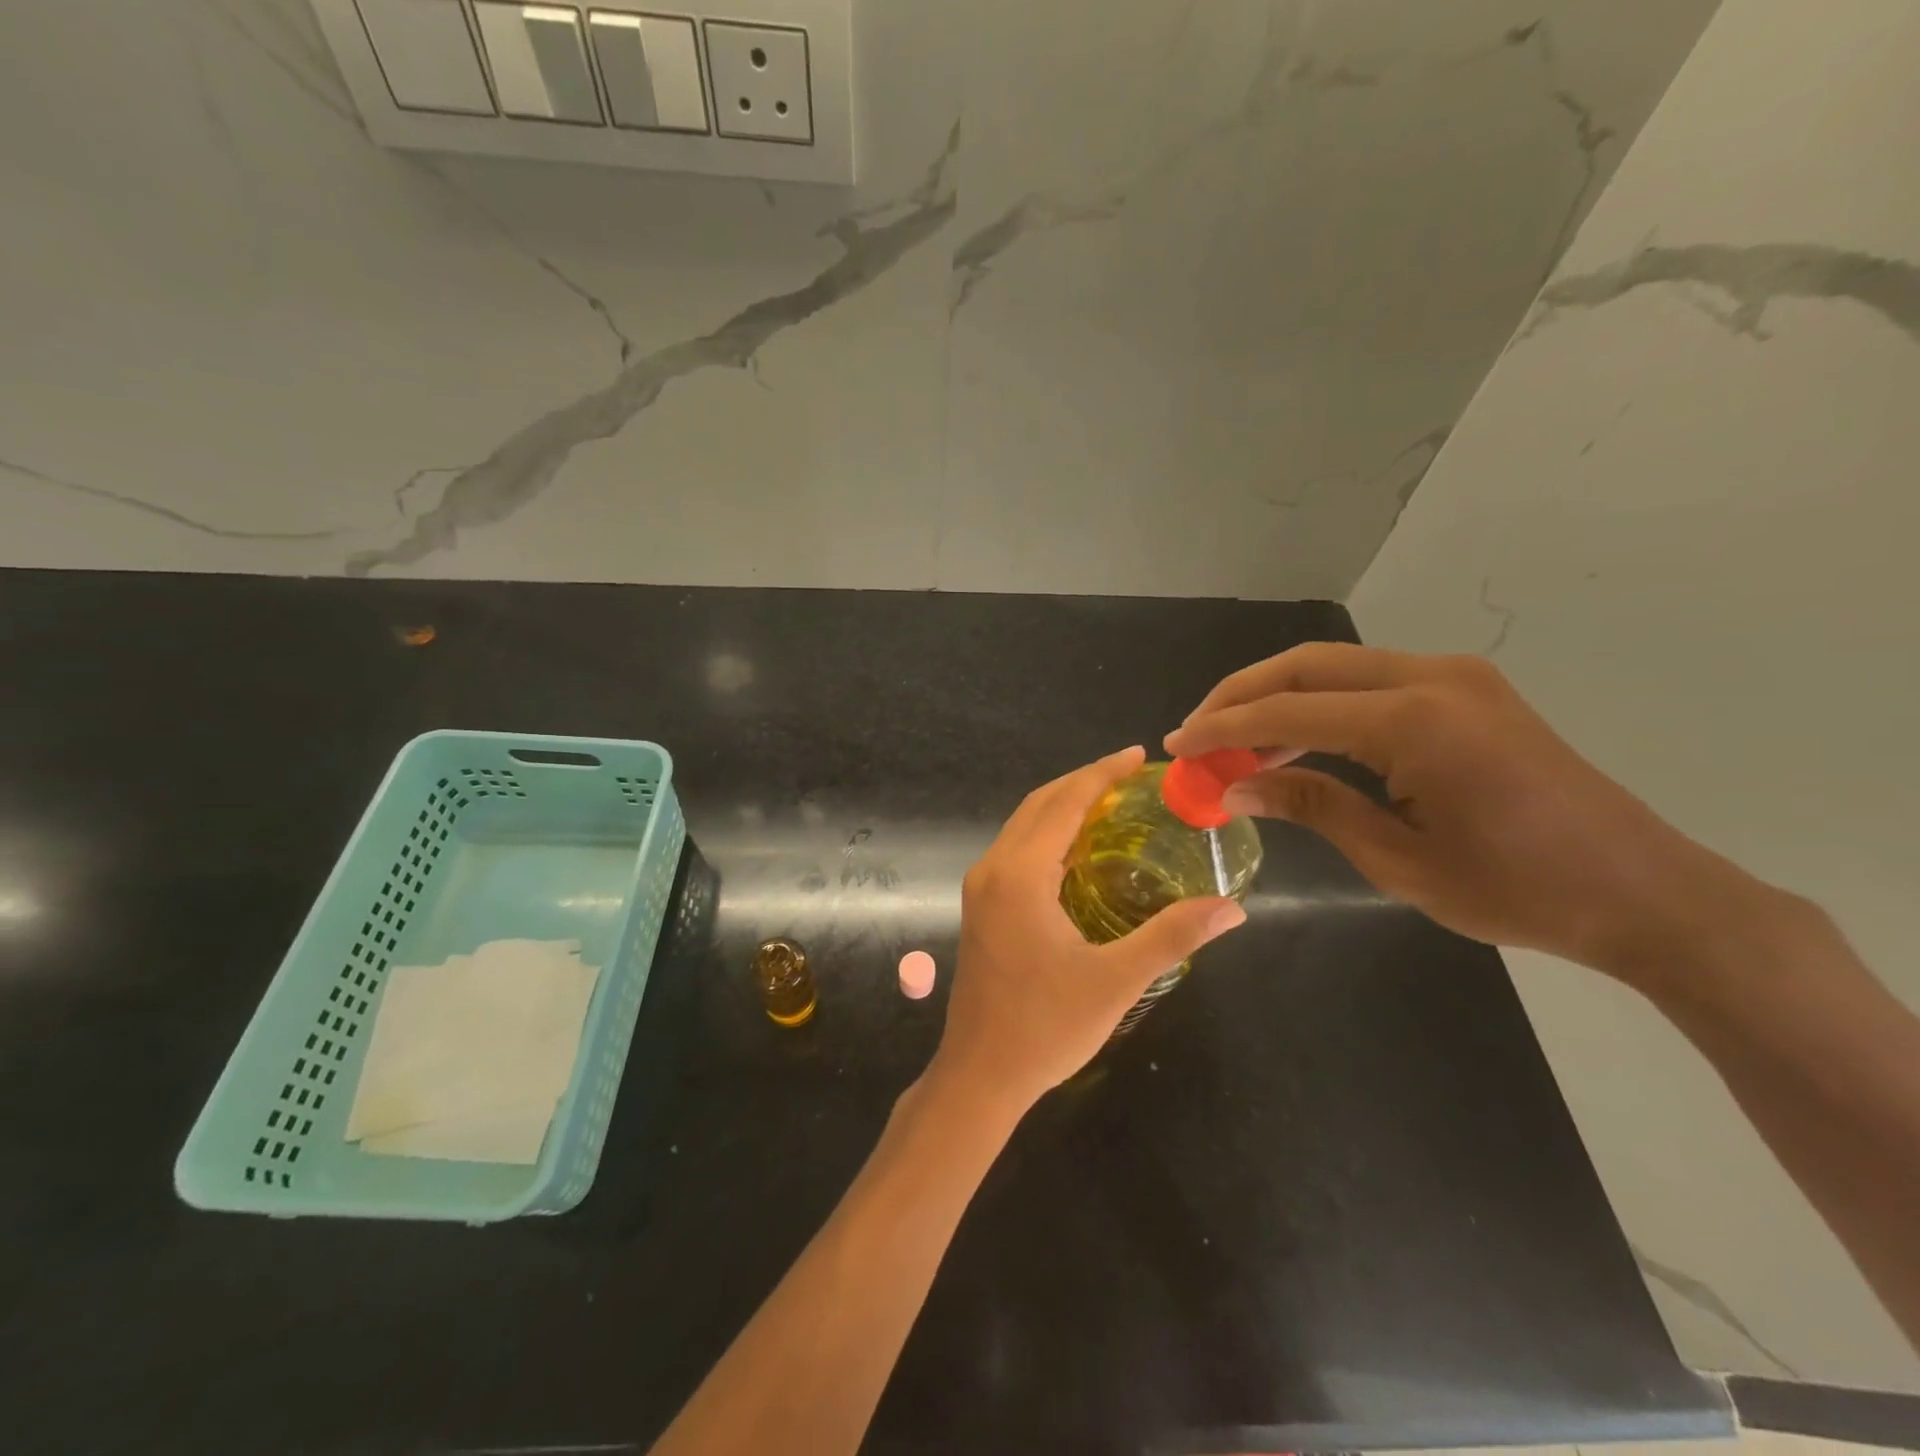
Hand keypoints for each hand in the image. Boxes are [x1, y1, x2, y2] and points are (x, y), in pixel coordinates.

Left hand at [928, 746, 1246, 1112]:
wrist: (979, 1075)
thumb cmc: (1045, 1028)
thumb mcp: (1115, 981)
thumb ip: (1172, 937)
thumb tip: (1231, 908)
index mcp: (1018, 875)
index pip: (1064, 803)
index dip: (1101, 774)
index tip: (1137, 755)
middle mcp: (992, 869)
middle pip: (1039, 805)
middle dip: (1083, 782)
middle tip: (1130, 774)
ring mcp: (981, 888)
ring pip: (1023, 826)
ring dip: (1063, 806)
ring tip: (1111, 801)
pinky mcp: (981, 906)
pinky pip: (1017, 850)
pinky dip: (1048, 833)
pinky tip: (1079, 848)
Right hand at [1165, 644, 1754, 979]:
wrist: (1643, 890)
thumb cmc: (1519, 890)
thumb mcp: (1399, 859)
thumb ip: (1311, 806)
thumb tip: (1233, 786)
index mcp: (1414, 722)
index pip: (1287, 712)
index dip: (1222, 729)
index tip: (1176, 746)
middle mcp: (1431, 678)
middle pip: (1304, 666)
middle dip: (1239, 695)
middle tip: (1196, 733)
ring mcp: (1454, 676)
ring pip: (1333, 666)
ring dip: (1276, 697)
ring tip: (1233, 741)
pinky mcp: (1466, 688)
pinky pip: (1368, 680)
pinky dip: (1319, 704)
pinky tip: (1294, 739)